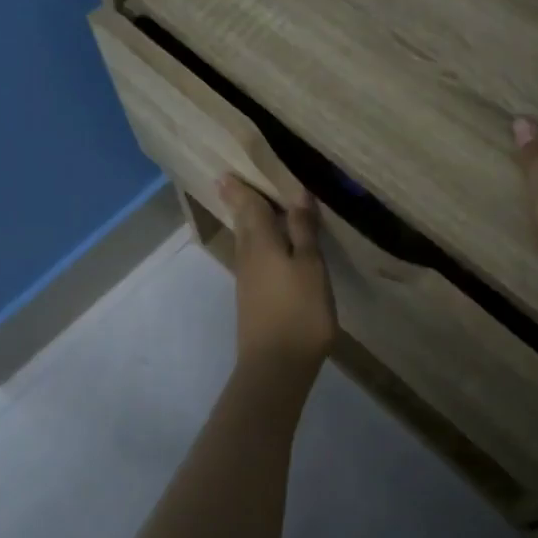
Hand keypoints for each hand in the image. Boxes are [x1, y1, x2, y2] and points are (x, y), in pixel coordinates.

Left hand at [219, 175, 335, 373]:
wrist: (275, 366)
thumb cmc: (299, 311)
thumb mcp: (311, 266)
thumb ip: (303, 230)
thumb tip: (296, 193)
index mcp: (261, 242)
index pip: (249, 206)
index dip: (240, 188)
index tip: (227, 171)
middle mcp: (247, 256)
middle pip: (242, 222)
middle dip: (239, 202)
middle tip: (232, 182)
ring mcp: (247, 279)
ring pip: (245, 241)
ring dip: (247, 222)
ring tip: (252, 207)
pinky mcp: (251, 298)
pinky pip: (252, 258)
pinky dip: (256, 244)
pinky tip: (267, 248)